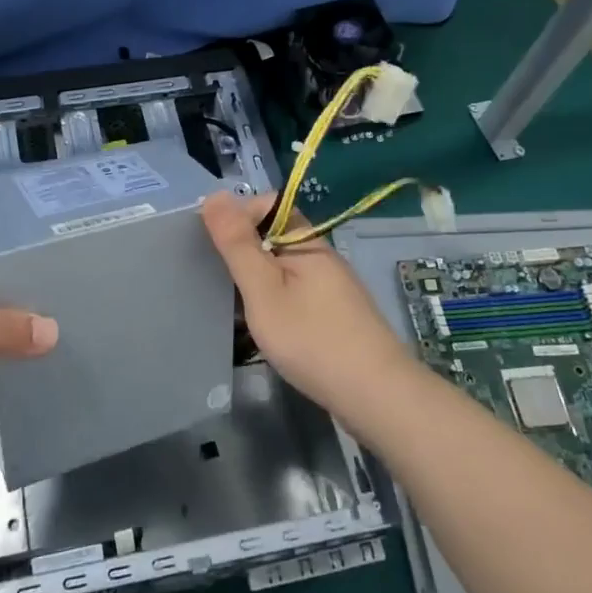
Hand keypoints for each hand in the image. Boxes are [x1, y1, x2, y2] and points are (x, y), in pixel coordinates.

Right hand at [200, 191, 410, 418]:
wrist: (376, 396)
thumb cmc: (312, 339)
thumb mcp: (263, 290)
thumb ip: (238, 244)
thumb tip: (215, 195)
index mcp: (307, 243)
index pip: (269, 205)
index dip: (239, 215)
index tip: (215, 245)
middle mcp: (324, 258)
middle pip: (277, 236)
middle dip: (245, 251)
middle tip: (220, 280)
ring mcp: (334, 288)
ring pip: (286, 268)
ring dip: (259, 279)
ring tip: (237, 307)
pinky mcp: (338, 315)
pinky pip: (298, 293)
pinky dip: (277, 301)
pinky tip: (269, 327)